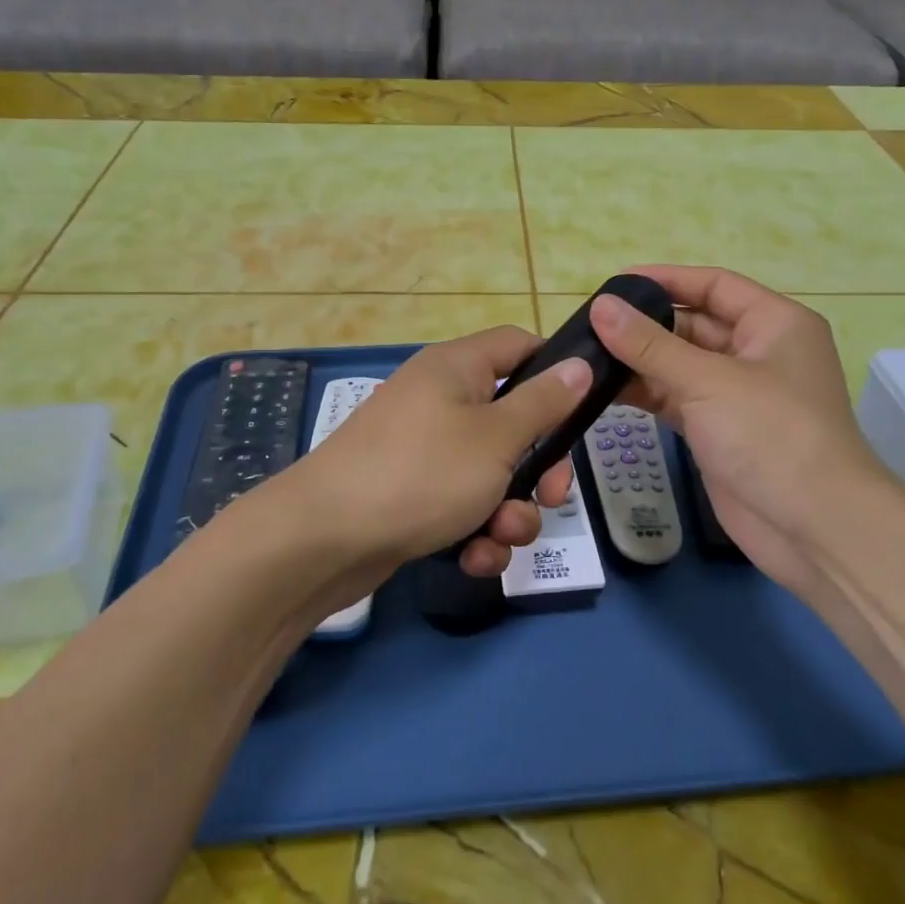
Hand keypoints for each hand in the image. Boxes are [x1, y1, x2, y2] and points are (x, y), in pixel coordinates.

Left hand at [286, 326, 589, 596]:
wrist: (323, 540)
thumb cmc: (420, 473)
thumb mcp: (496, 437)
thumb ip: (543, 403)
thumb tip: (579, 364)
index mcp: (457, 368)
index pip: (518, 345)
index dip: (555, 370)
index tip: (581, 411)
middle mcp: (440, 401)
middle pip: (513, 420)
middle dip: (539, 465)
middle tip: (552, 495)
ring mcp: (424, 450)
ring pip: (493, 473)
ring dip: (510, 510)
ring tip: (501, 536)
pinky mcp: (412, 495)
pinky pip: (462, 505)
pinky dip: (475, 531)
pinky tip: (474, 558)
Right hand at [590, 265, 899, 591]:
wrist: (813, 527)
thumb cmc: (771, 435)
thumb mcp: (707, 380)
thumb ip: (649, 345)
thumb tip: (601, 307)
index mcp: (774, 323)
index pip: (713, 286)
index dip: (665, 280)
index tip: (614, 282)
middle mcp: (758, 352)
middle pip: (694, 324)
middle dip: (645, 325)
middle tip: (589, 324)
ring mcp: (738, 394)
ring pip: (680, 365)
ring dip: (639, 362)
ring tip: (586, 357)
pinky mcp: (719, 430)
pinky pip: (676, 399)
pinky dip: (645, 394)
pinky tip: (604, 391)